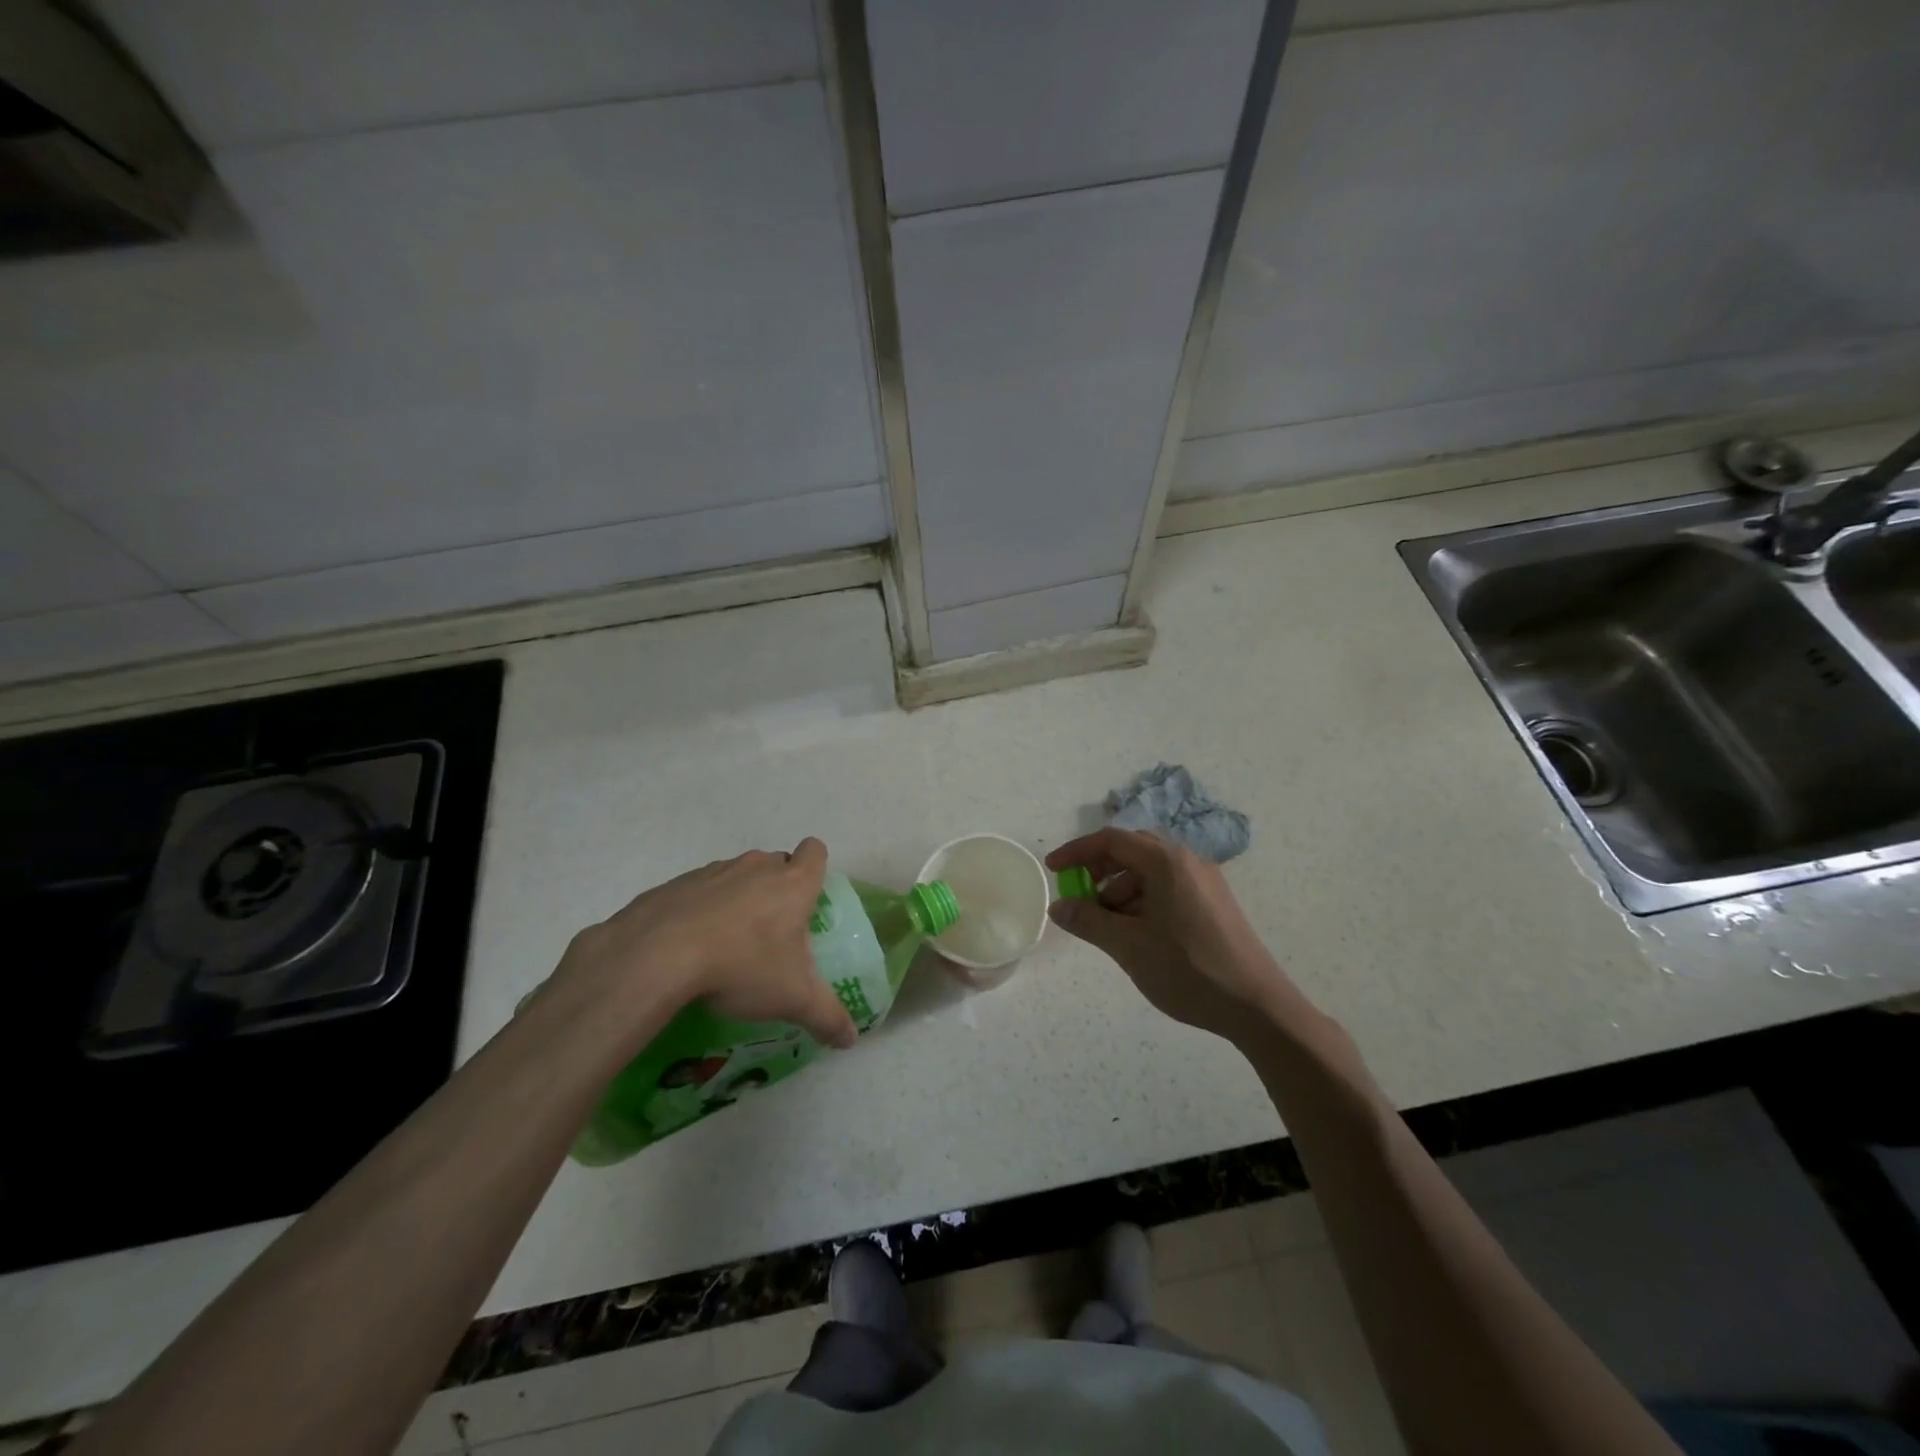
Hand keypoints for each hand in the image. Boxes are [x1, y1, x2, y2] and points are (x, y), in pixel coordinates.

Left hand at [555, 838, 856, 1049]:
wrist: (658, 955)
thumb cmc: (742, 966)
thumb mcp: (793, 999)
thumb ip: (827, 1016)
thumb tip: (850, 1040)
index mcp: (792, 883)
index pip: (815, 852)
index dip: (815, 868)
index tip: (808, 898)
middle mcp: (757, 867)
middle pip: (776, 863)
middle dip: (778, 888)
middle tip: (772, 931)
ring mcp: (714, 871)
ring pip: (737, 875)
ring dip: (739, 899)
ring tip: (728, 944)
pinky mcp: (675, 884)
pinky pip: (699, 890)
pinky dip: (701, 910)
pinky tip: (690, 947)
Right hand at [1046, 828, 1295, 1045]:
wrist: (1257, 1006)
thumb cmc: (1188, 969)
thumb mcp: (1128, 946)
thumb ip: (1088, 921)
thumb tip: (1058, 907)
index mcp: (1166, 861)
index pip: (1111, 840)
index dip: (1077, 852)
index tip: (1053, 870)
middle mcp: (1187, 861)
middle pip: (1132, 851)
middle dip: (1099, 871)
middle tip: (1079, 898)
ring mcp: (1204, 881)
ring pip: (1150, 872)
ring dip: (1120, 891)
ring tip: (1107, 927)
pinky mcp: (1214, 903)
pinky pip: (1168, 888)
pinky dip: (1143, 901)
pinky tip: (1137, 934)